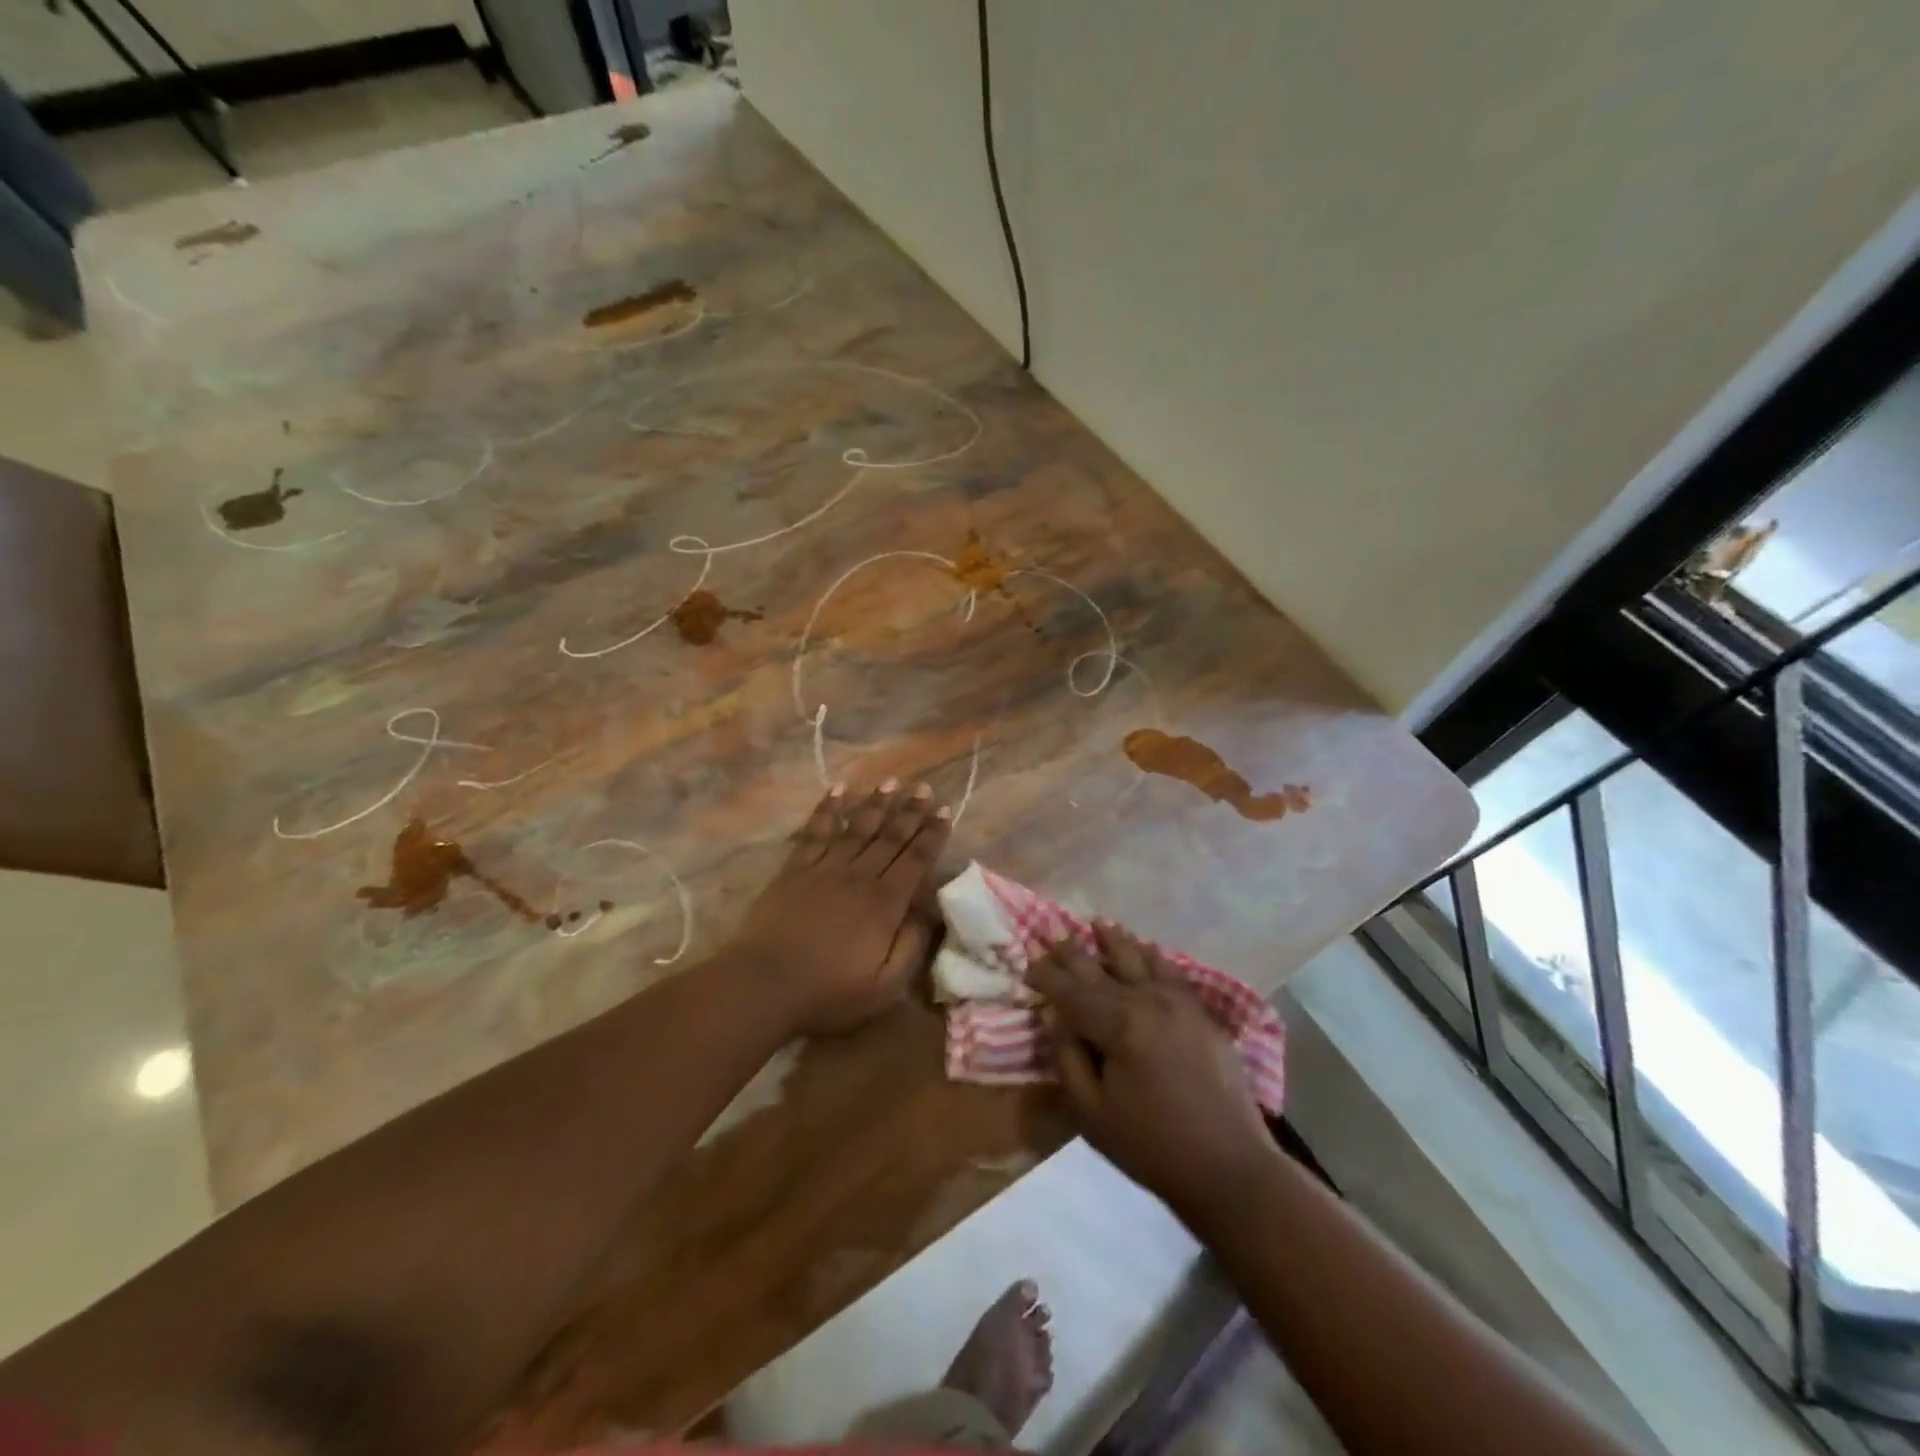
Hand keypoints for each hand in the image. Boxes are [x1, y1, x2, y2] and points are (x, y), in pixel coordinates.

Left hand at [728, 780, 950, 1035]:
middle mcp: (860, 876)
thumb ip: (912, 946)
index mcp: (885, 904)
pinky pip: (816, 832)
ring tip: (891, 782)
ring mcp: (825, 869)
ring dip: (875, 803)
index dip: (932, 835)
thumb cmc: (829, 992)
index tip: (944, 811)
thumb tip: (929, 912)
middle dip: (910, 811)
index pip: (916, 861)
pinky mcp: (795, 869)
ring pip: (857, 828)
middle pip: (890, 837)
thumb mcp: (885, 986)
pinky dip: (828, 809)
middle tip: (924, 788)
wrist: (764, 985)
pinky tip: (838, 790)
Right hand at [1028, 924, 1274, 1218]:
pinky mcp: (1200, 1014)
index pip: (1071, 991)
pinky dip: (1153, 956)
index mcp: (1118, 1025)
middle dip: (1073, 953)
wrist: (1229, 1167)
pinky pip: (1171, 972)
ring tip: (1097, 923)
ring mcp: (1179, 1003)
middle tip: (1053, 936)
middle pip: (1101, 968)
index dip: (1046, 976)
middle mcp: (1147, 1000)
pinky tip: (1146, 949)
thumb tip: (1055, 1016)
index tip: (1029, 962)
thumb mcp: (1091, 1113)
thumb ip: (1068, 1058)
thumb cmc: (1152, 1146)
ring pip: (1139, 959)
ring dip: (1114, 940)